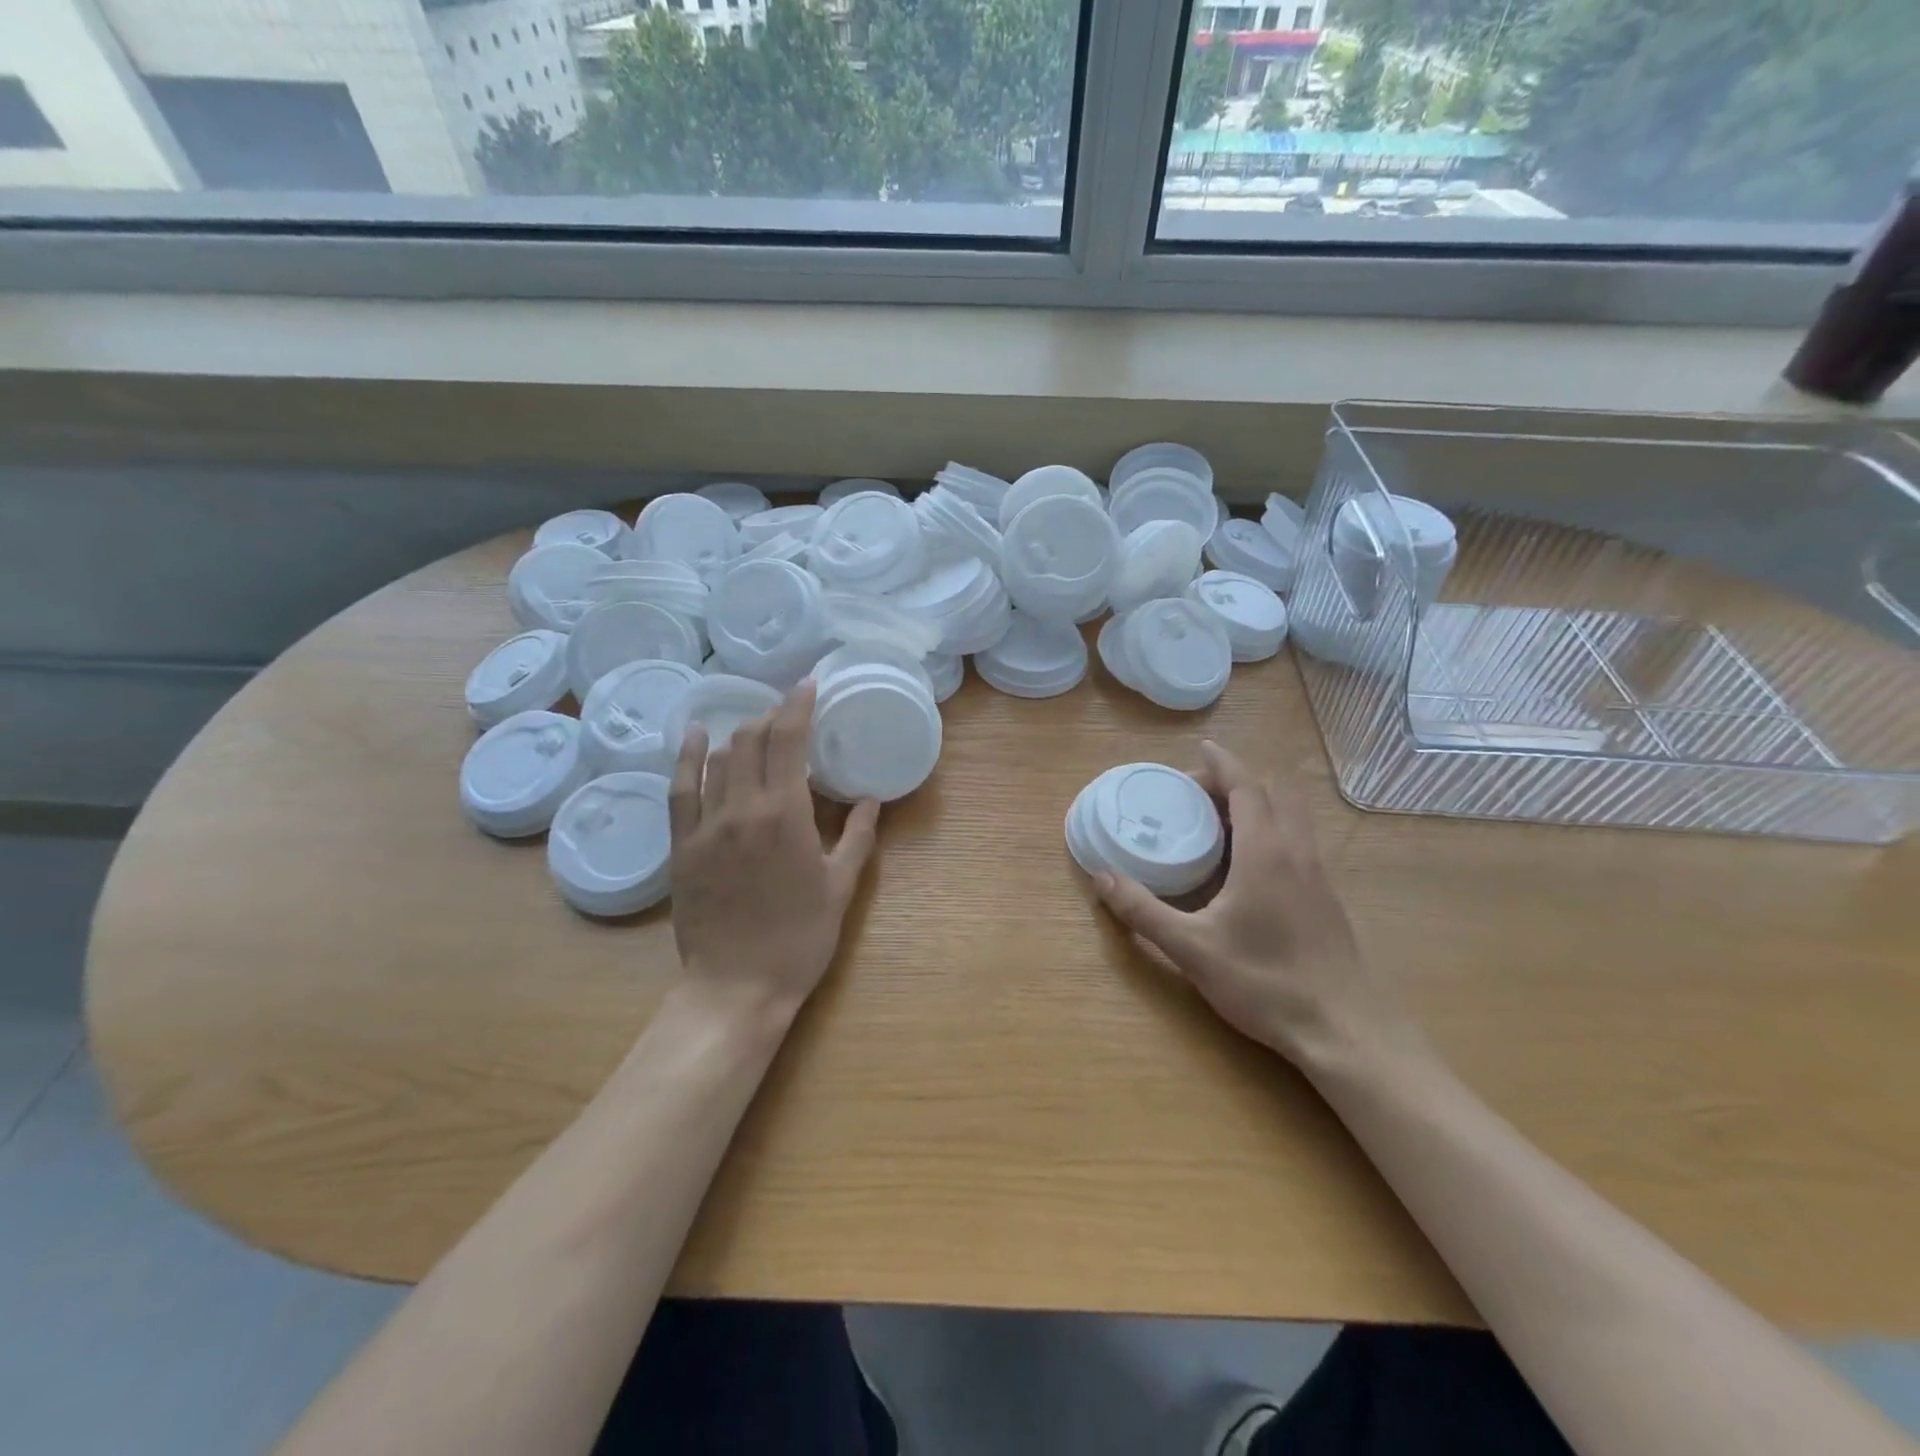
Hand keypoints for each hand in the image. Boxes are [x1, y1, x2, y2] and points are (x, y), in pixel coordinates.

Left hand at [668, 682, 879, 1016]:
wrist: (738, 985)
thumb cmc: (800, 938)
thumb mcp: (840, 886)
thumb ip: (857, 836)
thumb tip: (872, 799)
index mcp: (785, 815)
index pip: (789, 741)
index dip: (798, 705)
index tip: (808, 684)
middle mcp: (742, 809)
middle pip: (752, 740)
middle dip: (772, 715)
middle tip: (791, 711)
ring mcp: (706, 826)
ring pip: (719, 759)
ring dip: (741, 733)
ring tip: (759, 726)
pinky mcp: (682, 846)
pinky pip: (680, 789)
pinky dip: (689, 757)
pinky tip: (697, 735)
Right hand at [1091, 741, 1413, 1069]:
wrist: (1345, 1030)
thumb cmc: (1265, 982)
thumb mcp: (1192, 949)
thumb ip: (1143, 911)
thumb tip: (1101, 877)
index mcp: (1265, 852)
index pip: (1246, 787)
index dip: (1223, 763)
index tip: (1201, 748)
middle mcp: (1296, 852)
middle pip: (1273, 793)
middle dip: (1237, 781)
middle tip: (1198, 793)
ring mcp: (1318, 875)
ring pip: (1292, 816)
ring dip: (1258, 803)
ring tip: (1219, 821)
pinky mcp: (1326, 897)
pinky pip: (1298, 841)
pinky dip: (1272, 829)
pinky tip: (1248, 864)